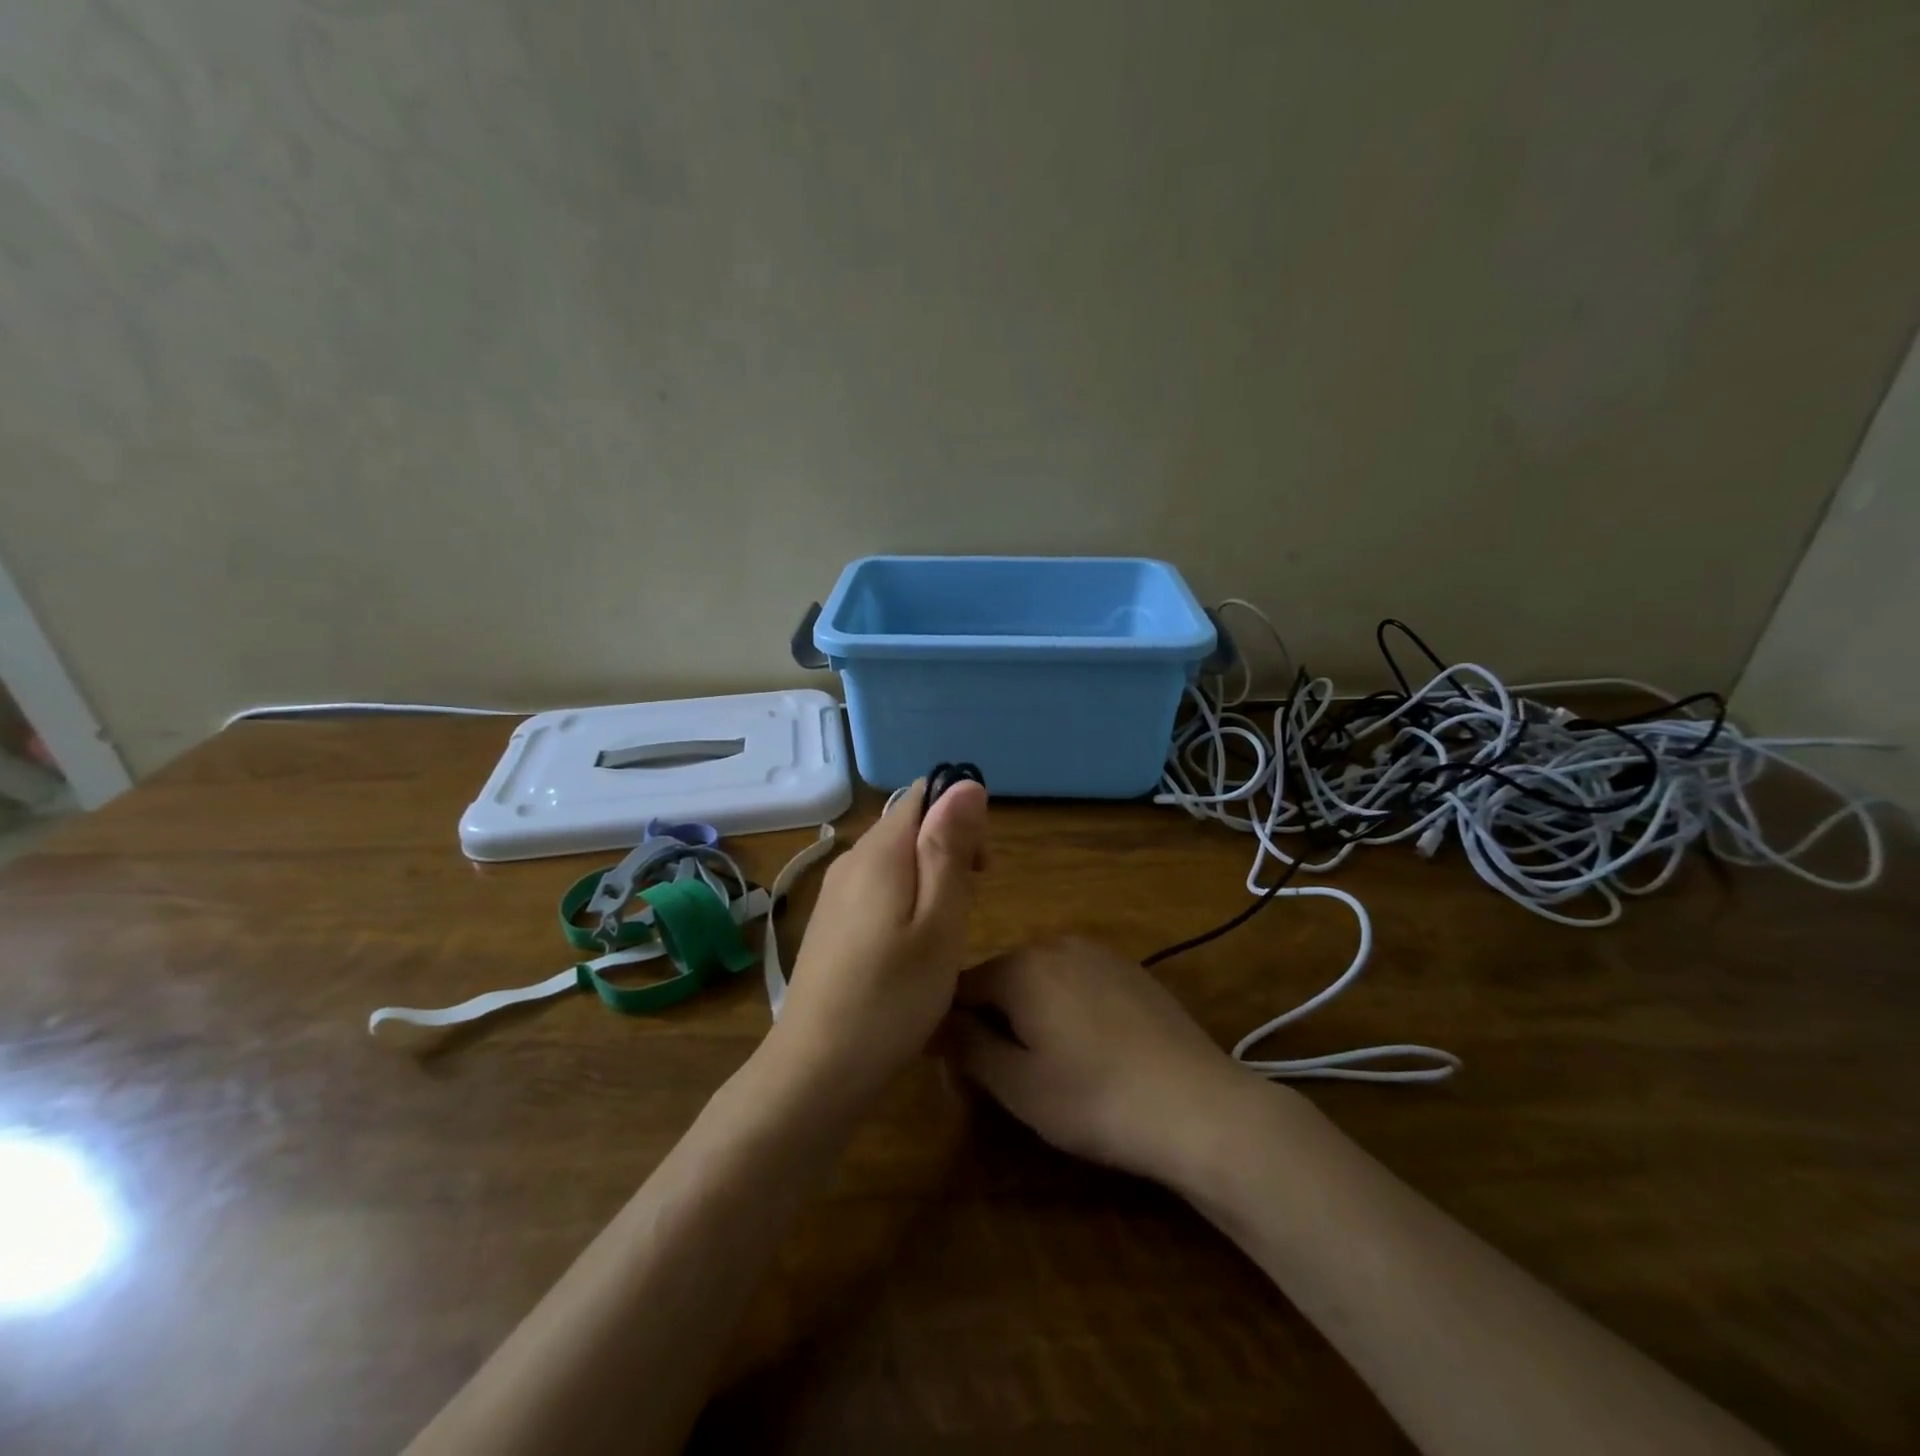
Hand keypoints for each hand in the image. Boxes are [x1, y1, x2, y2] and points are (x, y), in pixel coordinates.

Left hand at [775, 779, 989, 1093]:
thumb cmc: (892, 998)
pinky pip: (876, 888)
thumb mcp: (940, 922)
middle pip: (908, 825)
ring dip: (929, 879)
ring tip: (943, 935)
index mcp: (879, 852)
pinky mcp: (830, 922)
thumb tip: (965, 783)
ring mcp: (835, 893)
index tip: (980, 867)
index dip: (960, 818)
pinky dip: (904, 901)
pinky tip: (910, 948)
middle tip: (967, 909)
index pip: (923, 795)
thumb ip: (950, 848)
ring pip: (894, 859)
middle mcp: (850, 860)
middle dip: (948, 850)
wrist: (815, 1070)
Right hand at [947, 939, 1271, 1184]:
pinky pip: (1078, 984)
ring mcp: (1099, 954)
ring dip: (1031, 1017)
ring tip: (1051, 1069)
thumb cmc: (1094, 1099)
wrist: (1198, 1105)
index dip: (952, 1030)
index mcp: (1021, 966)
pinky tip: (1092, 1054)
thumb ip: (966, 1046)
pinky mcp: (1131, 971)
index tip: (960, 1074)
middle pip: (1002, 980)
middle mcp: (1056, 944)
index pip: (959, 986)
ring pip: (1041, 981)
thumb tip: (933, 1020)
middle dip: (993, 1023)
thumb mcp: (1017, 1084)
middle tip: (1007, 1079)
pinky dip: (1069, 1011)